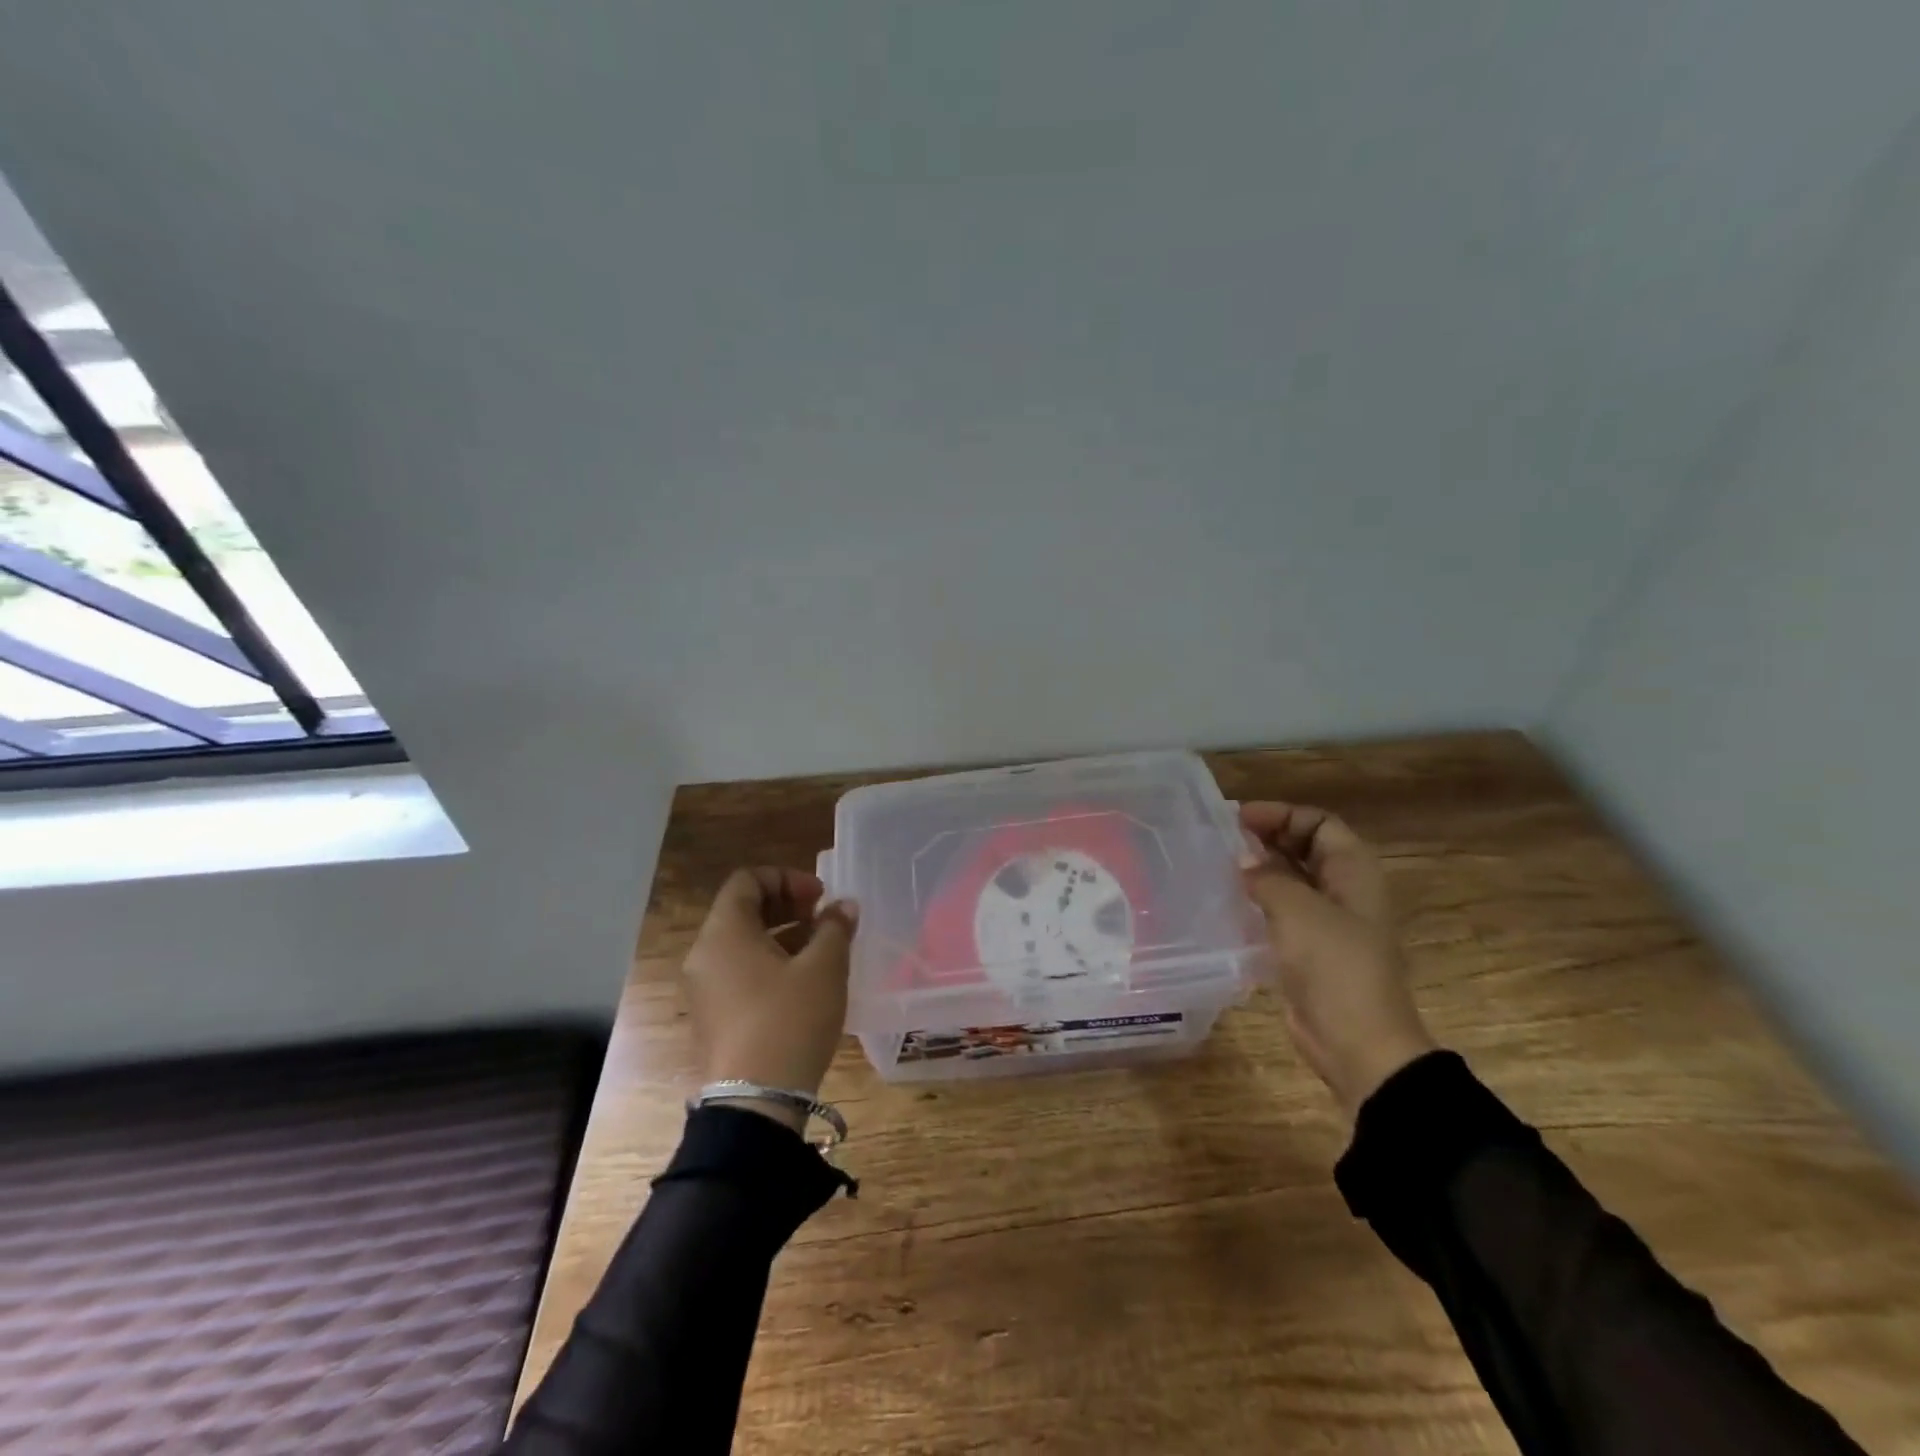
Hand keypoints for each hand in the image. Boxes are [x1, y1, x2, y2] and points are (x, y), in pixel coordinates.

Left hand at [683, 868, 858, 1131]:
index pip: (747, 880)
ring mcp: (704, 989)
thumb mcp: (824, 968)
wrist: (755, 1103)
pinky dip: (770, 964)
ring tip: (821, 949)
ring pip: (742, 944)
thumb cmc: (790, 1020)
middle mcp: (704, 955)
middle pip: (743, 910)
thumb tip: (843, 907)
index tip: (821, 897)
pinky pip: (739, 972)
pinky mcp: (712, 1018)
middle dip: (787, 906)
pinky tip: (804, 983)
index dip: (787, 879)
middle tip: (823, 918)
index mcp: (724, 933)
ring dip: (782, 935)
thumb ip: (835, 928)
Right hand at [1239, 802, 1435, 1118]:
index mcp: (1355, 872)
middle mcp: (1345, 890)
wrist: (1357, 1043)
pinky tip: (1229, 902)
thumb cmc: (1334, 965)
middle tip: (1223, 840)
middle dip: (1267, 838)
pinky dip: (1259, 900)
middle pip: (1305, 848)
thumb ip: (1267, 876)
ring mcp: (1329, 922)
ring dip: (1260, 870)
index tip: (1238, 819)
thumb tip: (1243, 861)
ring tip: (1219, 866)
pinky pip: (1283, 911)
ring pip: (1292, 880)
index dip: (1281, 814)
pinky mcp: (1311, 950)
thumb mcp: (1297, 909)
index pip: (1319, 822)